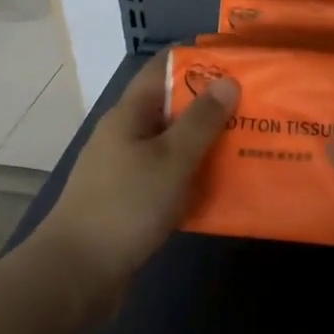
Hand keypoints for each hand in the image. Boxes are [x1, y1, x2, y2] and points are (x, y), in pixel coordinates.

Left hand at [33, 52, 238, 311]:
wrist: (77, 273)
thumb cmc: (126, 206)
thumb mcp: (171, 159)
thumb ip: (201, 121)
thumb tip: (228, 80)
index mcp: (129, 114)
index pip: (163, 69)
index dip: (198, 60)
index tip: (238, 63)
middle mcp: (125, 135)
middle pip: (171, 107)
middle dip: (211, 105)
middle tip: (256, 106)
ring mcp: (125, 169)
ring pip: (172, 144)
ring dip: (206, 142)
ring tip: (248, 142)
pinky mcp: (130, 200)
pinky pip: (169, 176)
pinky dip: (194, 175)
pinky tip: (223, 185)